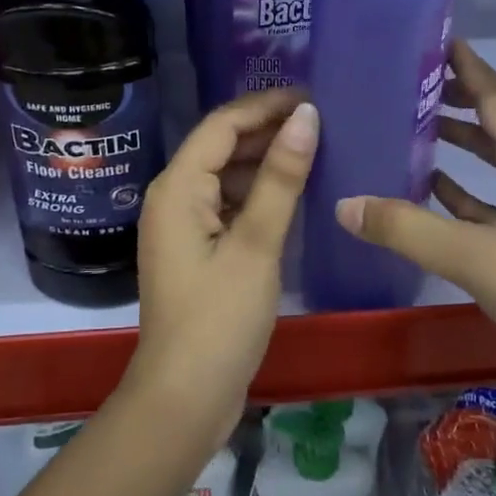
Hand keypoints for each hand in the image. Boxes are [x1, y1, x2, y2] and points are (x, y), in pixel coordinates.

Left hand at [126, 89, 317, 451]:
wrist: (183, 399)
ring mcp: (182, 226)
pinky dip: (257, 194)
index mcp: (177, 188)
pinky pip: (227, 205)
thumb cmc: (219, 320)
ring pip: (225, 176)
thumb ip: (281, 178)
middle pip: (221, 146)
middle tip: (323, 122)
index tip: (313, 96)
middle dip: (267, 130)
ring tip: (315, 150)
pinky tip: (293, 195)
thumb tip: (306, 116)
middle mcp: (172, 197)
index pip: (222, 124)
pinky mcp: (196, 251)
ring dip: (264, 161)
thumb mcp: (256, 245)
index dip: (265, 105)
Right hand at [334, 40, 495, 376]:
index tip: (440, 42)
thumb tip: (345, 203)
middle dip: (473, 96)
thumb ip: (408, 230)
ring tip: (423, 128)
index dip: (472, 69)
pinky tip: (435, 190)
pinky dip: (472, 186)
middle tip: (425, 86)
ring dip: (472, 139)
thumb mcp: (475, 260)